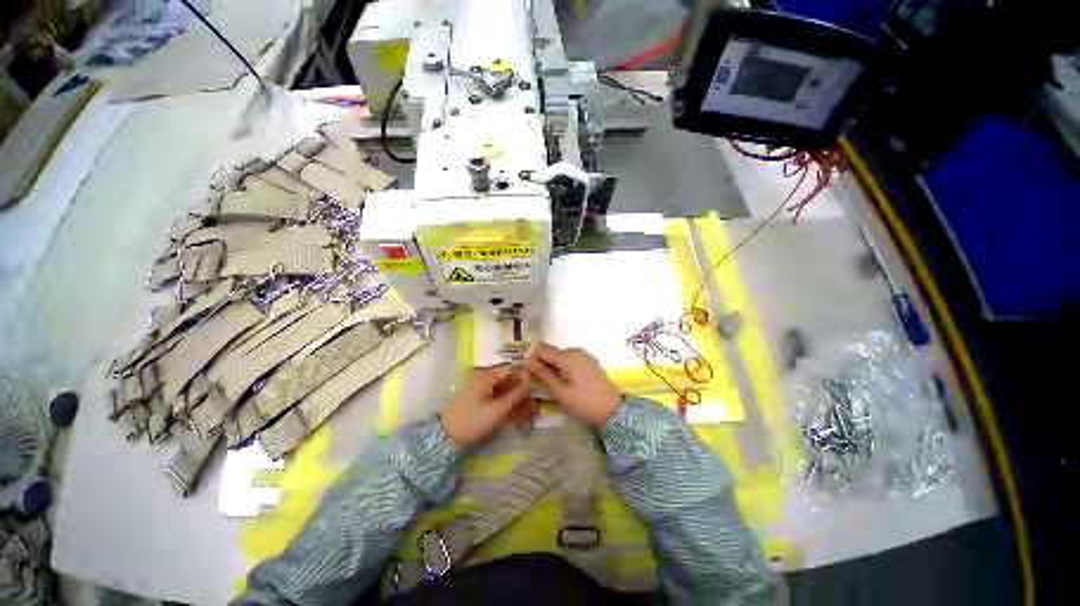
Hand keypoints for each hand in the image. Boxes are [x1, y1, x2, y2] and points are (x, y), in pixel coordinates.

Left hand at [442, 365, 534, 449]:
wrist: (445, 439)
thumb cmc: (473, 421)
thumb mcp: (498, 408)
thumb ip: (517, 393)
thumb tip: (531, 380)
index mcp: (487, 375)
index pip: (511, 369)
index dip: (525, 378)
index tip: (536, 389)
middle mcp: (484, 378)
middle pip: (508, 380)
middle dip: (522, 393)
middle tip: (534, 406)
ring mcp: (481, 389)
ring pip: (504, 391)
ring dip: (517, 401)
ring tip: (529, 414)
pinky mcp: (479, 400)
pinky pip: (497, 399)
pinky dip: (508, 406)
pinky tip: (517, 417)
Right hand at [525, 343, 620, 428]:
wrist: (615, 412)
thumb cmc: (585, 404)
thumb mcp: (561, 393)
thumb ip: (543, 375)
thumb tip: (528, 362)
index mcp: (567, 357)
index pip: (542, 349)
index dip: (533, 359)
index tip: (531, 374)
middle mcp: (576, 351)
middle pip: (552, 352)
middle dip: (544, 363)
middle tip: (543, 384)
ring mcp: (585, 356)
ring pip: (561, 356)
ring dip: (555, 366)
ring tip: (555, 385)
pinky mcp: (590, 362)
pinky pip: (571, 359)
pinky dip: (565, 367)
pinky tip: (567, 382)